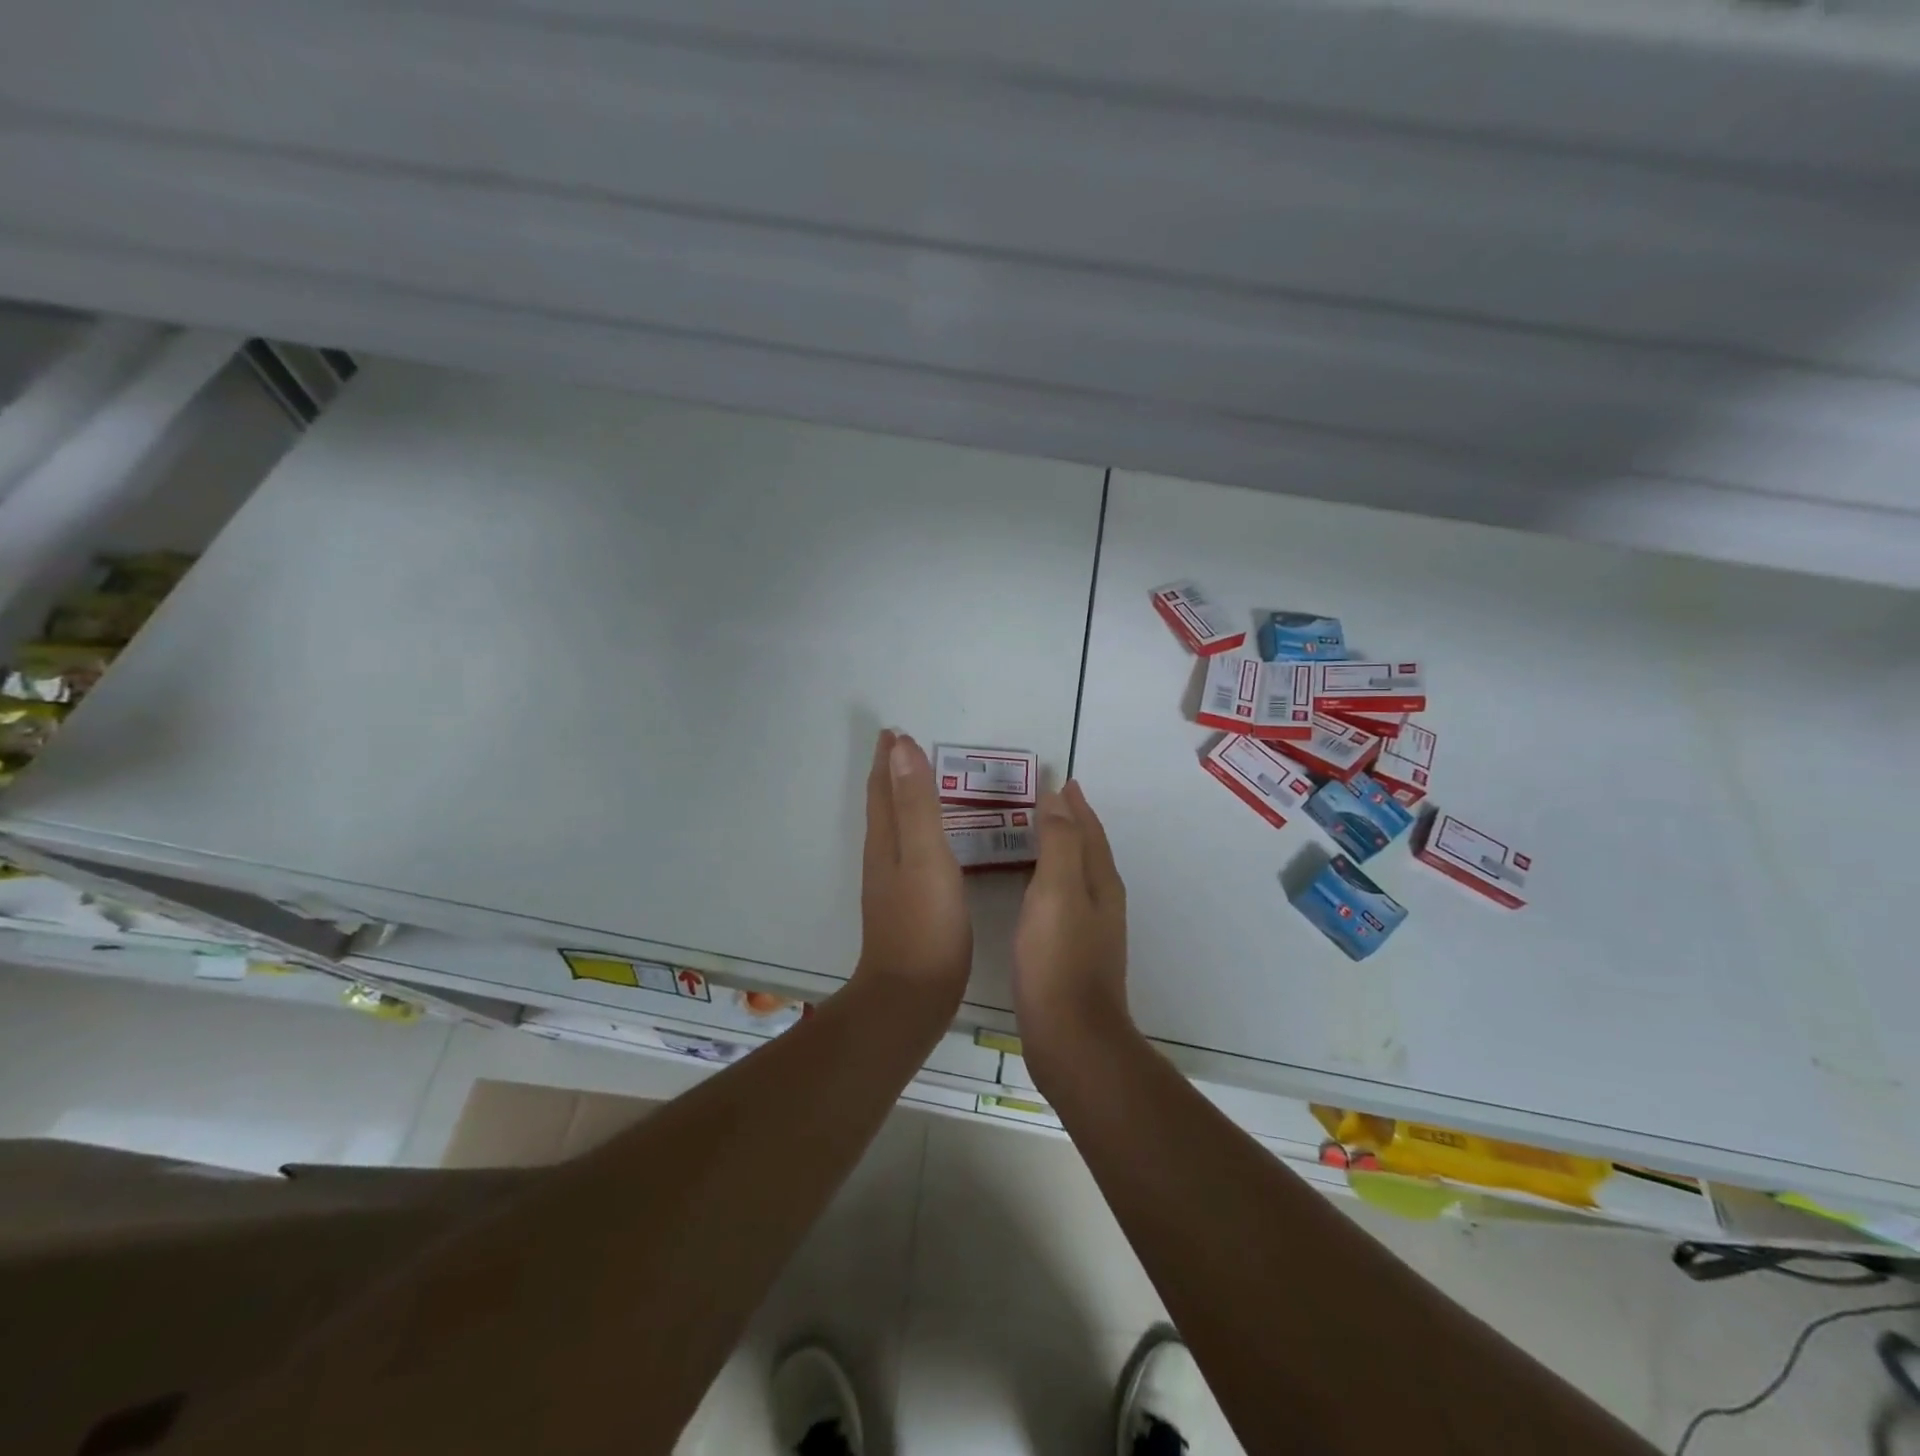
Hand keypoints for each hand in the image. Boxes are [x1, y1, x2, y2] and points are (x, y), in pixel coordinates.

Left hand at [853, 730, 972, 1008]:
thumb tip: (900, 748)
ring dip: (900, 800)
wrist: (911, 997)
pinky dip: (915, 831)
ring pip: (893, 829)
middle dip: (890, 775)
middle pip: (883, 806)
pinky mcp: (907, 907)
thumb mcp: (926, 856)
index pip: (884, 788)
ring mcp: (892, 885)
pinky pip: (908, 852)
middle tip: (901, 748)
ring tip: (916, 783)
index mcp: (887, 842)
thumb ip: (917, 803)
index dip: (888, 759)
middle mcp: (883, 858)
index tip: (893, 731)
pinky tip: (930, 843)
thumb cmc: (925, 924)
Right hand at [1012, 781, 1129, 1071]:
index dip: (1075, 804)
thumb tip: (1058, 797)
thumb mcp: (1056, 891)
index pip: (1088, 830)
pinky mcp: (1071, 955)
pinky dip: (1047, 881)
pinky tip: (1028, 892)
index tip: (1060, 779)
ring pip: (1074, 876)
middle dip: (1069, 823)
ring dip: (1058, 850)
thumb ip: (1058, 842)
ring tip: (1032, 836)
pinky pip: (1060, 901)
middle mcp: (1101, 902)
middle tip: (1043, 801)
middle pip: (1087, 850)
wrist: (1071, 1039)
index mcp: (1100, 883)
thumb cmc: (1059, 960)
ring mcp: (1089, 931)